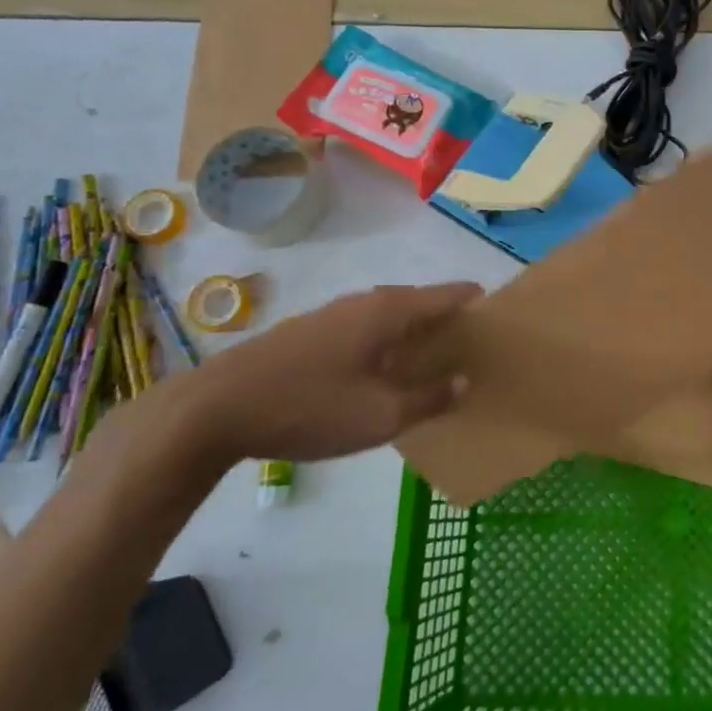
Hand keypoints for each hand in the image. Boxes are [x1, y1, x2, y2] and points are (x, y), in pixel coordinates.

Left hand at [161, 282, 481, 464]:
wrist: (213, 409)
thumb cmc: (309, 407)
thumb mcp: (380, 415)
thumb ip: (429, 398)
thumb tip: (466, 380)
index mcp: (389, 311)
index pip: (447, 294)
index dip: (475, 302)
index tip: (498, 317)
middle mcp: (364, 302)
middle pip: (419, 302)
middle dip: (447, 320)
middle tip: (470, 347)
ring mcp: (332, 314)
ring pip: (389, 315)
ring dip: (414, 332)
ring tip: (432, 361)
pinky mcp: (308, 332)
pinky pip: (364, 328)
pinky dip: (385, 342)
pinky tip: (381, 371)